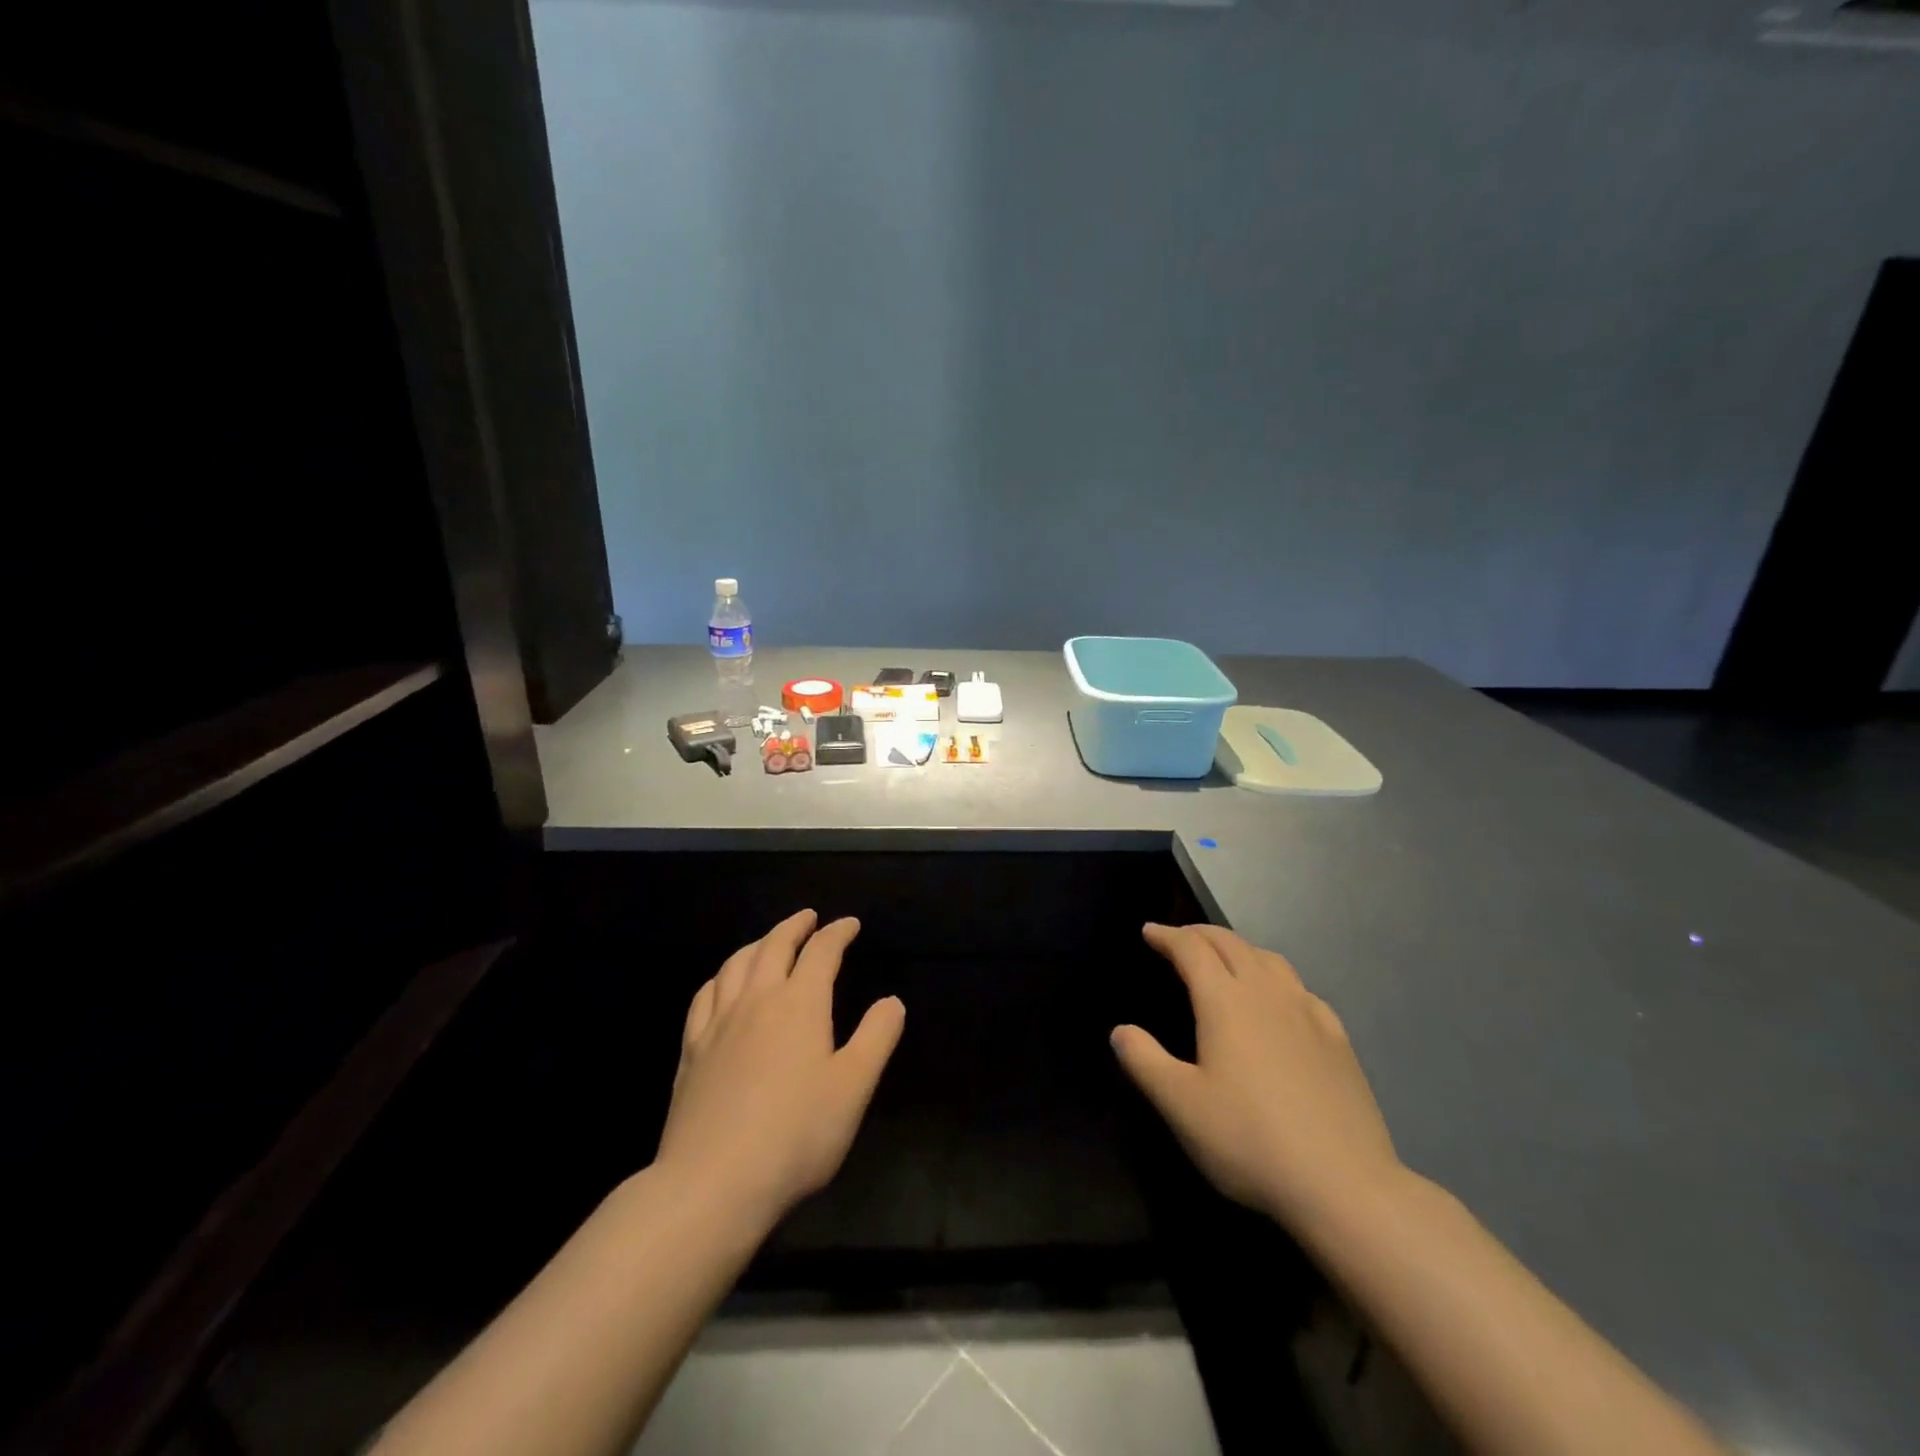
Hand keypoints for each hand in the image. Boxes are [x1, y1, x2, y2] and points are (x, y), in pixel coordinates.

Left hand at [654, 910, 904, 1231]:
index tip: (850, 924)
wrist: (713, 1183)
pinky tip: (722, 984)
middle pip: (774, 946)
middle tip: (809, 918)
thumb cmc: (795, 1135)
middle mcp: (757, 1001)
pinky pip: (704, 996)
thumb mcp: (853, 1088)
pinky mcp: (692, 1051)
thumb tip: (892, 1001)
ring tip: (768, 941)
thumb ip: (876, 1038)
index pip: (821, 952)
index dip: (837, 933)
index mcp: (800, 1004)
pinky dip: (720, 977)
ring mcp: (718, 1024)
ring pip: (736, 964)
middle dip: (795, 927)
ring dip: (757, 944)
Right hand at [1112, 923, 1401, 1228]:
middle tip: (1178, 938)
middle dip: (1200, 933)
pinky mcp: (1337, 1039)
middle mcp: (1266, 993)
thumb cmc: (1249, 1140)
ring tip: (1224, 959)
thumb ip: (1144, 1061)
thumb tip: (1120, 1031)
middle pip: (1231, 943)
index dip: (1167, 936)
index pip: (1191, 949)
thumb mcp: (1180, 1105)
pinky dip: (1276, 976)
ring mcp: (1307, 1013)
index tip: (1149, 931)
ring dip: (1239, 948)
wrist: (1344, 1184)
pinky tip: (1279, 999)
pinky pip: (1300, 988)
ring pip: (1269, 959)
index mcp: (1225, 1001)